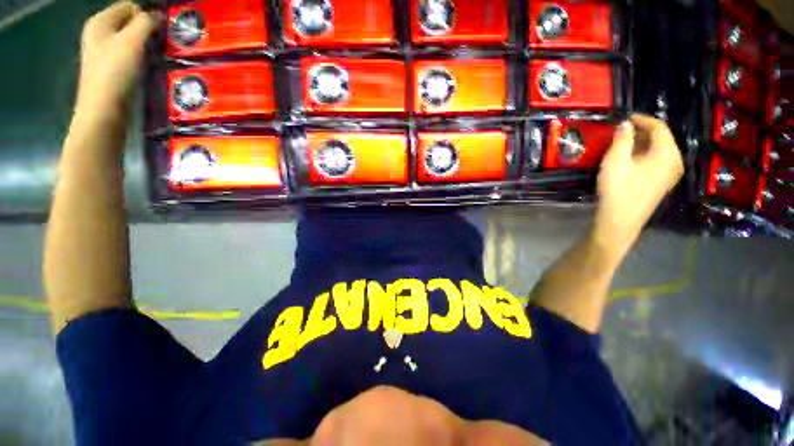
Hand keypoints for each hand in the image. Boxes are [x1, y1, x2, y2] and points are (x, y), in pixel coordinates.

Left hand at [77, 1, 159, 114]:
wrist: (104, 109)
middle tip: (160, 44)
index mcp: (101, 21)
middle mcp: (100, 33)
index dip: (147, 15)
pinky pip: (130, 54)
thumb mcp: (132, 42)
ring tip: (155, 56)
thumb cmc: (115, 72)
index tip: (161, 31)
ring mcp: (104, 52)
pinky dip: (141, 57)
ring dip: (145, 45)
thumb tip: (158, 15)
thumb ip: (145, 23)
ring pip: (131, 39)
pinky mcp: (111, 68)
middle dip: (147, 30)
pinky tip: (147, 66)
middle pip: (129, 22)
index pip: (129, 6)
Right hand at [592, 114, 683, 255]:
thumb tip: (625, 124)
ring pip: (659, 150)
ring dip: (642, 143)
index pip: (659, 127)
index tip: (625, 118)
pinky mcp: (663, 183)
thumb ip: (622, 139)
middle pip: (661, 139)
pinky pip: (657, 161)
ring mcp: (670, 174)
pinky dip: (644, 155)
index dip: (642, 119)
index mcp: (667, 153)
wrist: (620, 219)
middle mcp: (674, 161)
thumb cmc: (618, 189)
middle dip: (642, 132)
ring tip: (623, 143)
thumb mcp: (615, 161)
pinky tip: (630, 159)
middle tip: (621, 131)